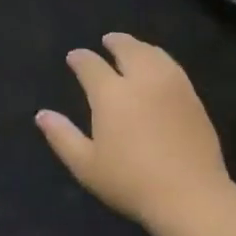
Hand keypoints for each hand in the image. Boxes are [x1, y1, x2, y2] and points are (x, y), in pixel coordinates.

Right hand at [36, 34, 231, 226]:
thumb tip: (42, 115)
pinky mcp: (193, 97)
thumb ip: (62, 136)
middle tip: (107, 40)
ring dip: (139, 46)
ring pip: (153, 53)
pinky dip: (159, 58)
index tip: (74, 57)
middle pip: (127, 49)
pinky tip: (158, 67)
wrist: (190, 195)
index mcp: (111, 94)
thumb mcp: (86, 165)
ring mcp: (172, 85)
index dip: (80, 59)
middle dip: (114, 42)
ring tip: (132, 49)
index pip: (91, 65)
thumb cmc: (131, 182)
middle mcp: (141, 80)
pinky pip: (173, 66)